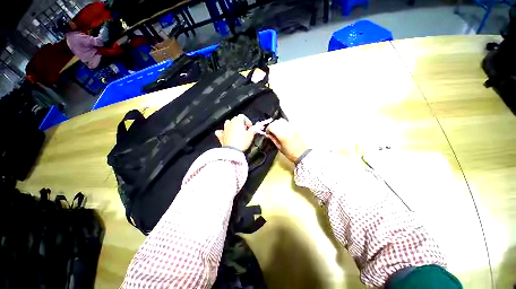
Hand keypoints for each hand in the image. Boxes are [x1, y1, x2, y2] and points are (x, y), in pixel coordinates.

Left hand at [215, 115, 255, 151]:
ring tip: (236, 131)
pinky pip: (220, 132)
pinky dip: (223, 132)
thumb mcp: (251, 136)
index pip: (242, 116)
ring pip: (227, 123)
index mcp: (238, 122)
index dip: (247, 120)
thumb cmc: (242, 143)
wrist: (233, 151)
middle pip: (235, 119)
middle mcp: (230, 124)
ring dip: (232, 125)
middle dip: (240, 123)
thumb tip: (254, 128)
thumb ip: (253, 130)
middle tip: (245, 129)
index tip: (250, 126)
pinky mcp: (221, 136)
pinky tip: (225, 134)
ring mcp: (225, 130)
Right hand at [266, 119, 307, 162]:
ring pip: (283, 120)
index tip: (268, 133)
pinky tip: (285, 131)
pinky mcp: (298, 127)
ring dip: (279, 124)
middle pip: (277, 121)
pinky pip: (289, 123)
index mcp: (283, 135)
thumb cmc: (291, 153)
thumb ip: (273, 139)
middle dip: (273, 125)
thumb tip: (269, 134)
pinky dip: (285, 125)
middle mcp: (288, 128)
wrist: (305, 154)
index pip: (272, 126)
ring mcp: (294, 127)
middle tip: (272, 131)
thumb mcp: (280, 148)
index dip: (268, 129)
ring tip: (279, 130)